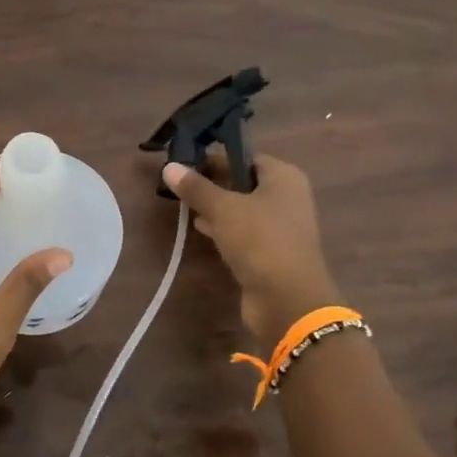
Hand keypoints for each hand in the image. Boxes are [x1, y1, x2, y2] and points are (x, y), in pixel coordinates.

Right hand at [163, 153, 339, 344]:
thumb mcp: (223, 209)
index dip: (216, 157)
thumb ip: (196, 188)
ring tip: (184, 204)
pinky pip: (244, 232)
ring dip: (217, 207)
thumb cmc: (260, 241)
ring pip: (242, 209)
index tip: (185, 161)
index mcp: (284, 177)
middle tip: (180, 183)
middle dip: (213, 183)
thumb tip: (169, 166)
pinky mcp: (271, 252)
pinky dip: (224, 229)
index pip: (246, 157)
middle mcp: (286, 197)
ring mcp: (281, 227)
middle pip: (244, 182)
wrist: (287, 300)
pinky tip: (200, 229)